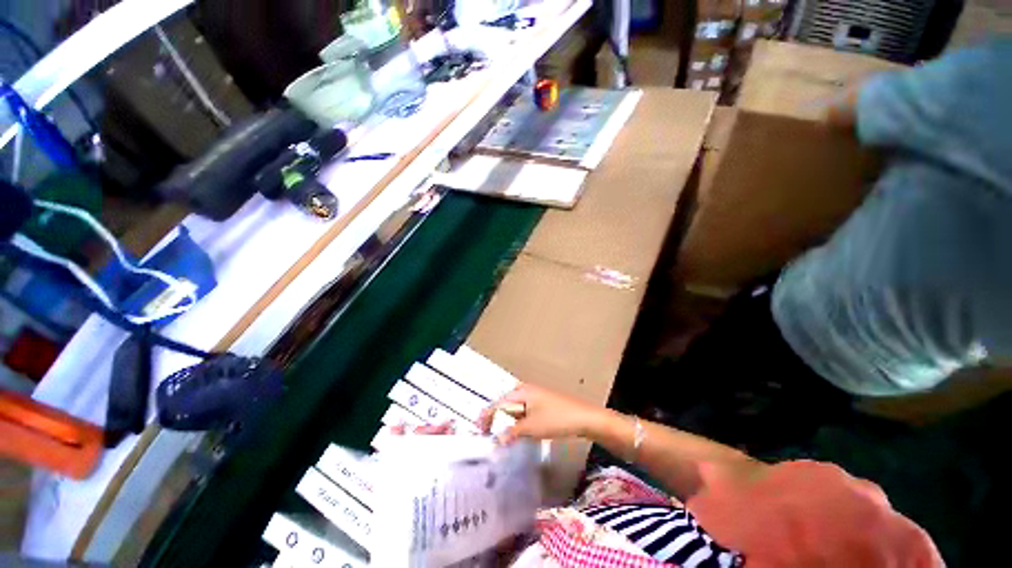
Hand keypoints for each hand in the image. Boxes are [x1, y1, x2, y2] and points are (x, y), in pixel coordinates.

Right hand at [477, 383, 603, 444]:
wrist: (583, 418)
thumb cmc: (556, 419)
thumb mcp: (531, 427)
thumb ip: (511, 433)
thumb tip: (495, 441)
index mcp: (521, 391)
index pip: (498, 402)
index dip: (487, 416)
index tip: (480, 432)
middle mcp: (526, 390)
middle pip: (505, 403)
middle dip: (496, 417)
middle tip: (488, 433)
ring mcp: (535, 396)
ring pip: (515, 408)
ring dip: (507, 420)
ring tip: (500, 435)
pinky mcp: (542, 404)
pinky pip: (524, 411)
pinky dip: (518, 421)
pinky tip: (518, 432)